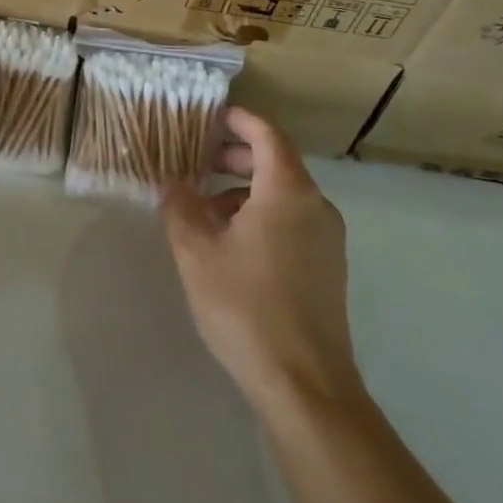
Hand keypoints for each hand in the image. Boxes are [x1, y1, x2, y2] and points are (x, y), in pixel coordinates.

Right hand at [161, 106, 362, 414]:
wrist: (305, 386)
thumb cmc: (246, 306)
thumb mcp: (196, 251)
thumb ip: (180, 206)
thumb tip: (173, 182)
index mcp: (288, 191)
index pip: (266, 134)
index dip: (238, 120)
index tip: (207, 116)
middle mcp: (316, 206)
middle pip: (275, 162)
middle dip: (234, 156)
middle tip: (195, 160)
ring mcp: (327, 239)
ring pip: (283, 195)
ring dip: (244, 190)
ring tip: (204, 209)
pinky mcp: (328, 268)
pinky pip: (292, 221)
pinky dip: (261, 215)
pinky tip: (230, 245)